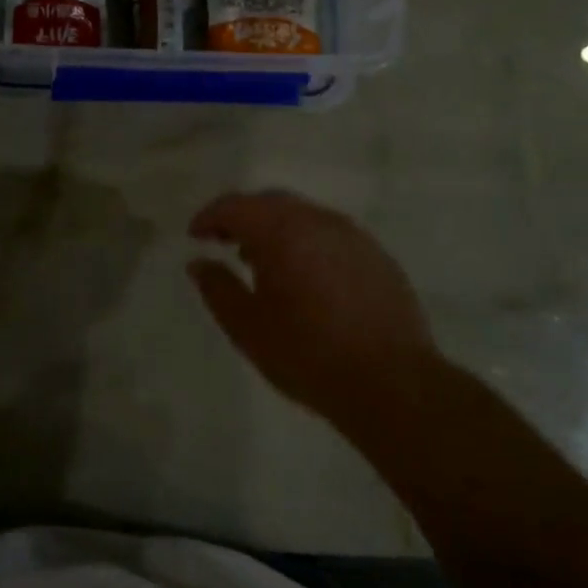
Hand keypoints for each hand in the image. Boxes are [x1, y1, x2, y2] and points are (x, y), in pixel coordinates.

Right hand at [188, 191, 436, 413]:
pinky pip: (330, 234)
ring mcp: (353, 236)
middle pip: (270, 202)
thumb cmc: (308, 355)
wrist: (393, 384)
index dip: (209, 217)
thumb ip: (217, 288)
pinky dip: (306, 242)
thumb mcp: (247, 327)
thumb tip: (199, 263)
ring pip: (303, 215)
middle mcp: (318, 221)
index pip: (235, 206)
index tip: (195, 237)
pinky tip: (304, 277)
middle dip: (242, 217)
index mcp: (282, 232)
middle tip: (223, 242)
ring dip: (276, 228)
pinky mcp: (377, 256)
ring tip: (262, 262)